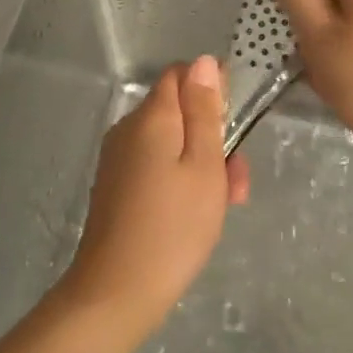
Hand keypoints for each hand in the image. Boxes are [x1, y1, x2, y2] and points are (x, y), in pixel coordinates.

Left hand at [59, 56, 249, 333]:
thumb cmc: (174, 226)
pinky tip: (195, 215)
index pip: (180, 75)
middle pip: (178, 112)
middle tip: (236, 180)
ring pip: (170, 143)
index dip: (211, 88)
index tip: (234, 121)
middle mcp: (129, 129)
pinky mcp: (116, 186)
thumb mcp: (204, 166)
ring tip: (224, 205)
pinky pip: (155, 166)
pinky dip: (180, 180)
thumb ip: (205, 111)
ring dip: (202, 163)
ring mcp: (119, 159)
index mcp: (151, 117)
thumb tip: (203, 61)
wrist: (117, 291)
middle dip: (213, 135)